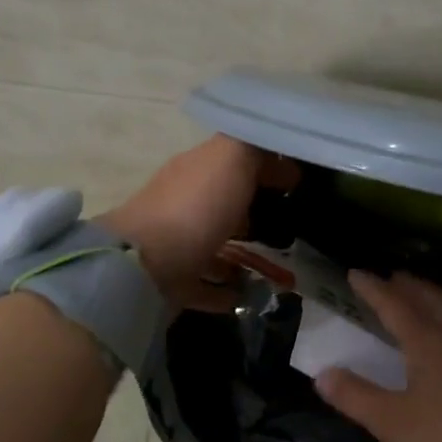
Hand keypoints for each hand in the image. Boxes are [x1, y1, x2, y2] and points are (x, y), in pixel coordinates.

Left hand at [99, 135, 297, 311]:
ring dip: (241, 250)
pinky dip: (226, 289)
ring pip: (214, 242)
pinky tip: (249, 295)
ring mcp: (177, 244)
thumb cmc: (195, 207)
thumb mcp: (231, 158)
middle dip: (253, 207)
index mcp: (197, 169)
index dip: (267, 165)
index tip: (298, 181)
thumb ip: (253, 147)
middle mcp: (184, 202)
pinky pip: (206, 284)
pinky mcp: (174, 282)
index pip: (235, 159)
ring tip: (275, 263)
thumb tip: (274, 151)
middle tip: (290, 220)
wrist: (144, 267)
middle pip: (224, 201)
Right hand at [315, 272, 441, 441]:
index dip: (373, 288)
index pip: (394, 305)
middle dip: (407, 285)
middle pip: (430, 299)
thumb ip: (356, 397)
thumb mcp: (393, 422)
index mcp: (427, 342)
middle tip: (390, 277)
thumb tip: (323, 374)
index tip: (355, 273)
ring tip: (423, 297)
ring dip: (434, 297)